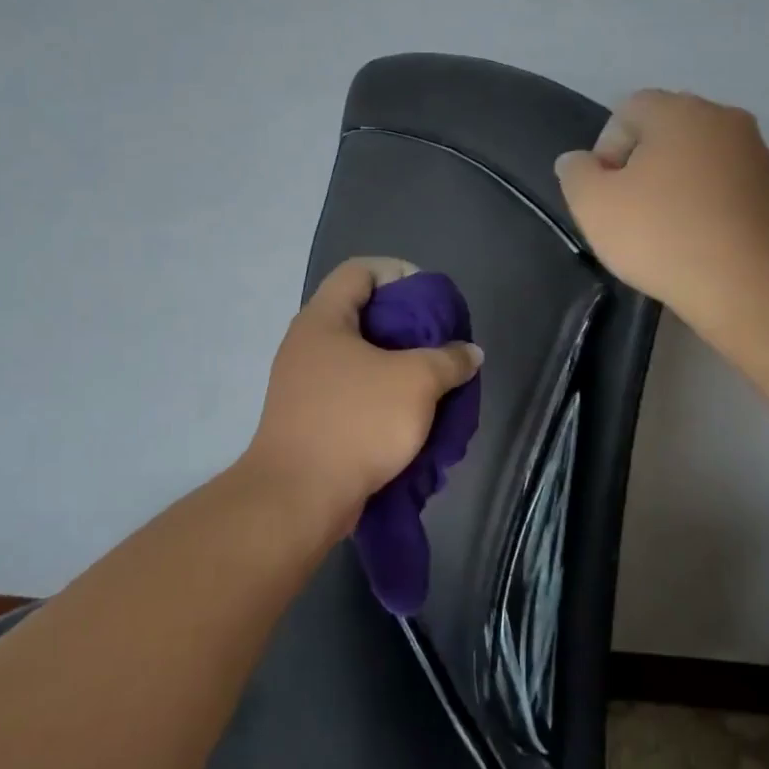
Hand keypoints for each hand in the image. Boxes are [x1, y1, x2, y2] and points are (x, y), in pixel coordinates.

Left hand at [241, 257, 483, 543]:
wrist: (299, 497)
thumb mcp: (416, 383)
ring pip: (359, 359)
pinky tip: (410, 416)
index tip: (432, 298)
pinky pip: (351, 393)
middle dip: (406, 326)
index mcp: (323, 319)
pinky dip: (381, 398)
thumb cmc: (357, 423)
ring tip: (433, 383)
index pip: (360, 270)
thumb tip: (469, 353)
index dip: (399, 272)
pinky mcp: (308, 418)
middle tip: (440, 343)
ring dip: (397, 368)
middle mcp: (307, 344)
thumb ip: (449, 360)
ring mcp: (303, 384)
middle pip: (361, 314)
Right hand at [554, 89, 768, 327]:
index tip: (606, 195)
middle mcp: (726, 120)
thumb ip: (577, 174)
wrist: (750, 285)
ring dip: (682, 187)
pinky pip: (734, 192)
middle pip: (670, 133)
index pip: (628, 110)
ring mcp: (762, 157)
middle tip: (632, 213)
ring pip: (705, 162)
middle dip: (645, 167)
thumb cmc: (662, 236)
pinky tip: (705, 247)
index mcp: (679, 112)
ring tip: (670, 235)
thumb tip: (579, 161)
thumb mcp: (593, 206)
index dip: (607, 150)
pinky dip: (715, 209)